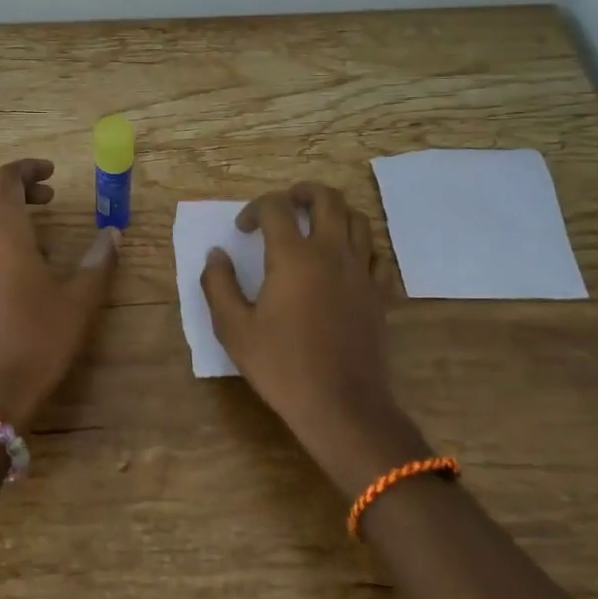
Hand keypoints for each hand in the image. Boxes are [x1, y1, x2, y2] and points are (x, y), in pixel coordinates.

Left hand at [0, 158, 120, 426]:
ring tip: (31, 236)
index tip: (51, 174)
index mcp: (4, 234)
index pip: (5, 180)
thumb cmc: (40, 339)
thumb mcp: (80, 301)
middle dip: (10, 187)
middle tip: (44, 200)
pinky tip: (10, 274)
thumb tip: (112, 234)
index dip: (27, 168)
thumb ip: (97, 262)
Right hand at [201, 182, 429, 495]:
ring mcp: (362, 272)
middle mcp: (332, 252)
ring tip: (315, 226)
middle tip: (285, 205)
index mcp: (293, 256)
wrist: (341, 406)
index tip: (242, 230)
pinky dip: (360, 247)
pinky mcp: (380, 294)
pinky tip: (346, 262)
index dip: (254, 209)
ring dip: (334, 213)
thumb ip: (219, 284)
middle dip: (302, 192)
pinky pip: (377, 254)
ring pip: (358, 219)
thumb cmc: (281, 366)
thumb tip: (216, 255)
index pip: (275, 207)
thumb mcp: (233, 328)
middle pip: (326, 198)